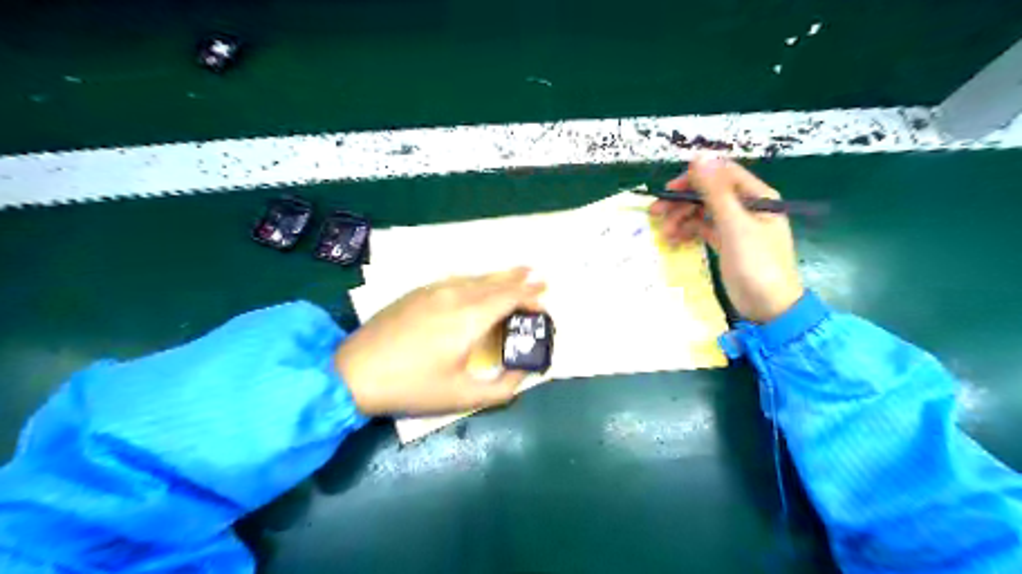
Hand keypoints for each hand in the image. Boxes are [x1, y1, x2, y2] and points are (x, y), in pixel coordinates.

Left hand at [334, 267, 540, 415]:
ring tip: (516, 273)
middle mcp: (455, 295)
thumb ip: (502, 388)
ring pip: (475, 277)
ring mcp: (433, 290)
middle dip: (519, 279)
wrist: (354, 372)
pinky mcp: (416, 293)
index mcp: (469, 318)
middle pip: (494, 281)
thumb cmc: (412, 386)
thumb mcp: (462, 396)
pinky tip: (477, 283)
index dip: (530, 295)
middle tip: (539, 276)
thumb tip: (524, 375)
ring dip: (498, 276)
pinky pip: (456, 279)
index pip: (508, 297)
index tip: (545, 297)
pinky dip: (476, 279)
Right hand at [651, 154, 802, 323]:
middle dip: (682, 201)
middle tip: (655, 213)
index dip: (694, 178)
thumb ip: (715, 192)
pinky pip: (703, 229)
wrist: (770, 307)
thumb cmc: (756, 263)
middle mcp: (746, 206)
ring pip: (703, 212)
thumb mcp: (734, 225)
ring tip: (664, 234)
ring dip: (682, 219)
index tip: (668, 190)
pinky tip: (674, 241)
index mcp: (756, 196)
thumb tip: (698, 156)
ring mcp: (736, 226)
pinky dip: (689, 232)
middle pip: (708, 193)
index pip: (721, 174)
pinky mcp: (727, 243)